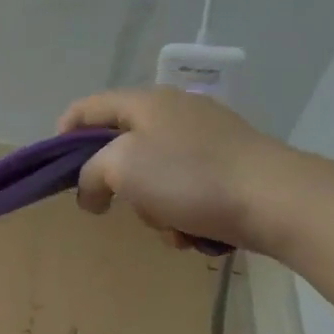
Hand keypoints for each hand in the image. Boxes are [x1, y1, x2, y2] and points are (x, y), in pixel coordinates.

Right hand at [59, 88, 291, 250]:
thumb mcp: (120, 167)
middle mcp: (175, 114)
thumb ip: (89, 175)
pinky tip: (193, 231)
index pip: (86, 108)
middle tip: (118, 204)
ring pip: (152, 177)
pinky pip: (183, 192)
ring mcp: (205, 141)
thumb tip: (91, 193)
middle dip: (116, 184)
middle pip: (120, 149)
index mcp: (146, 102)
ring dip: (151, 208)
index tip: (58, 171)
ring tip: (170, 225)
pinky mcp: (227, 170)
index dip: (63, 135)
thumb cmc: (189, 176)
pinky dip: (180, 215)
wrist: (276, 201)